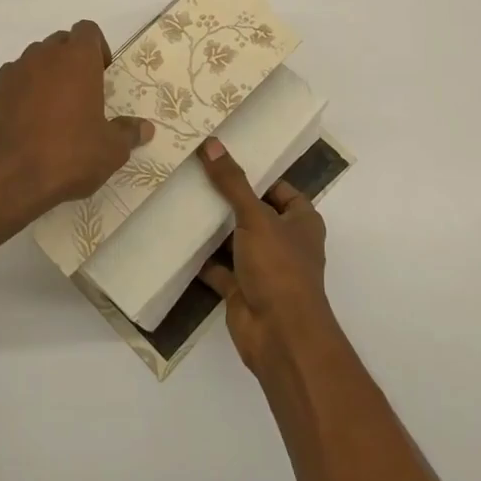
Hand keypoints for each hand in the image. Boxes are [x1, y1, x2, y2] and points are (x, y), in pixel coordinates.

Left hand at [0, 21, 153, 227]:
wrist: (4, 182)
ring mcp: (7, 75)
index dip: (97, 48)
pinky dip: (14, 101)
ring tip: (47, 117)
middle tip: (78, 96)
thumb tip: (145, 128)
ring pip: (29, 65)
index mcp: (75, 61)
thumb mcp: (110, 151)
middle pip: (58, 44)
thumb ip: (128, 133)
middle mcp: (40, 58)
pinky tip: (19, 132)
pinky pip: (4, 90)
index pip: (87, 31)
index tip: (101, 75)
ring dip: (40, 80)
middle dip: (69, 62)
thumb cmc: (67, 157)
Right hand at [196, 137, 335, 374]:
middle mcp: (285, 242)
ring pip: (235, 240)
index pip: (279, 189)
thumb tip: (211, 144)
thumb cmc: (279, 268)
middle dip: (228, 199)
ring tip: (182, 200)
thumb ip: (233, 183)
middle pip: (254, 213)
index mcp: (302, 222)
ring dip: (214, 228)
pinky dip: (202, 258)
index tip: (223, 159)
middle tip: (194, 174)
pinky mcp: (242, 290)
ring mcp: (263, 268)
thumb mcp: (256, 217)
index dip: (256, 174)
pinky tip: (178, 239)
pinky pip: (219, 268)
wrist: (280, 336)